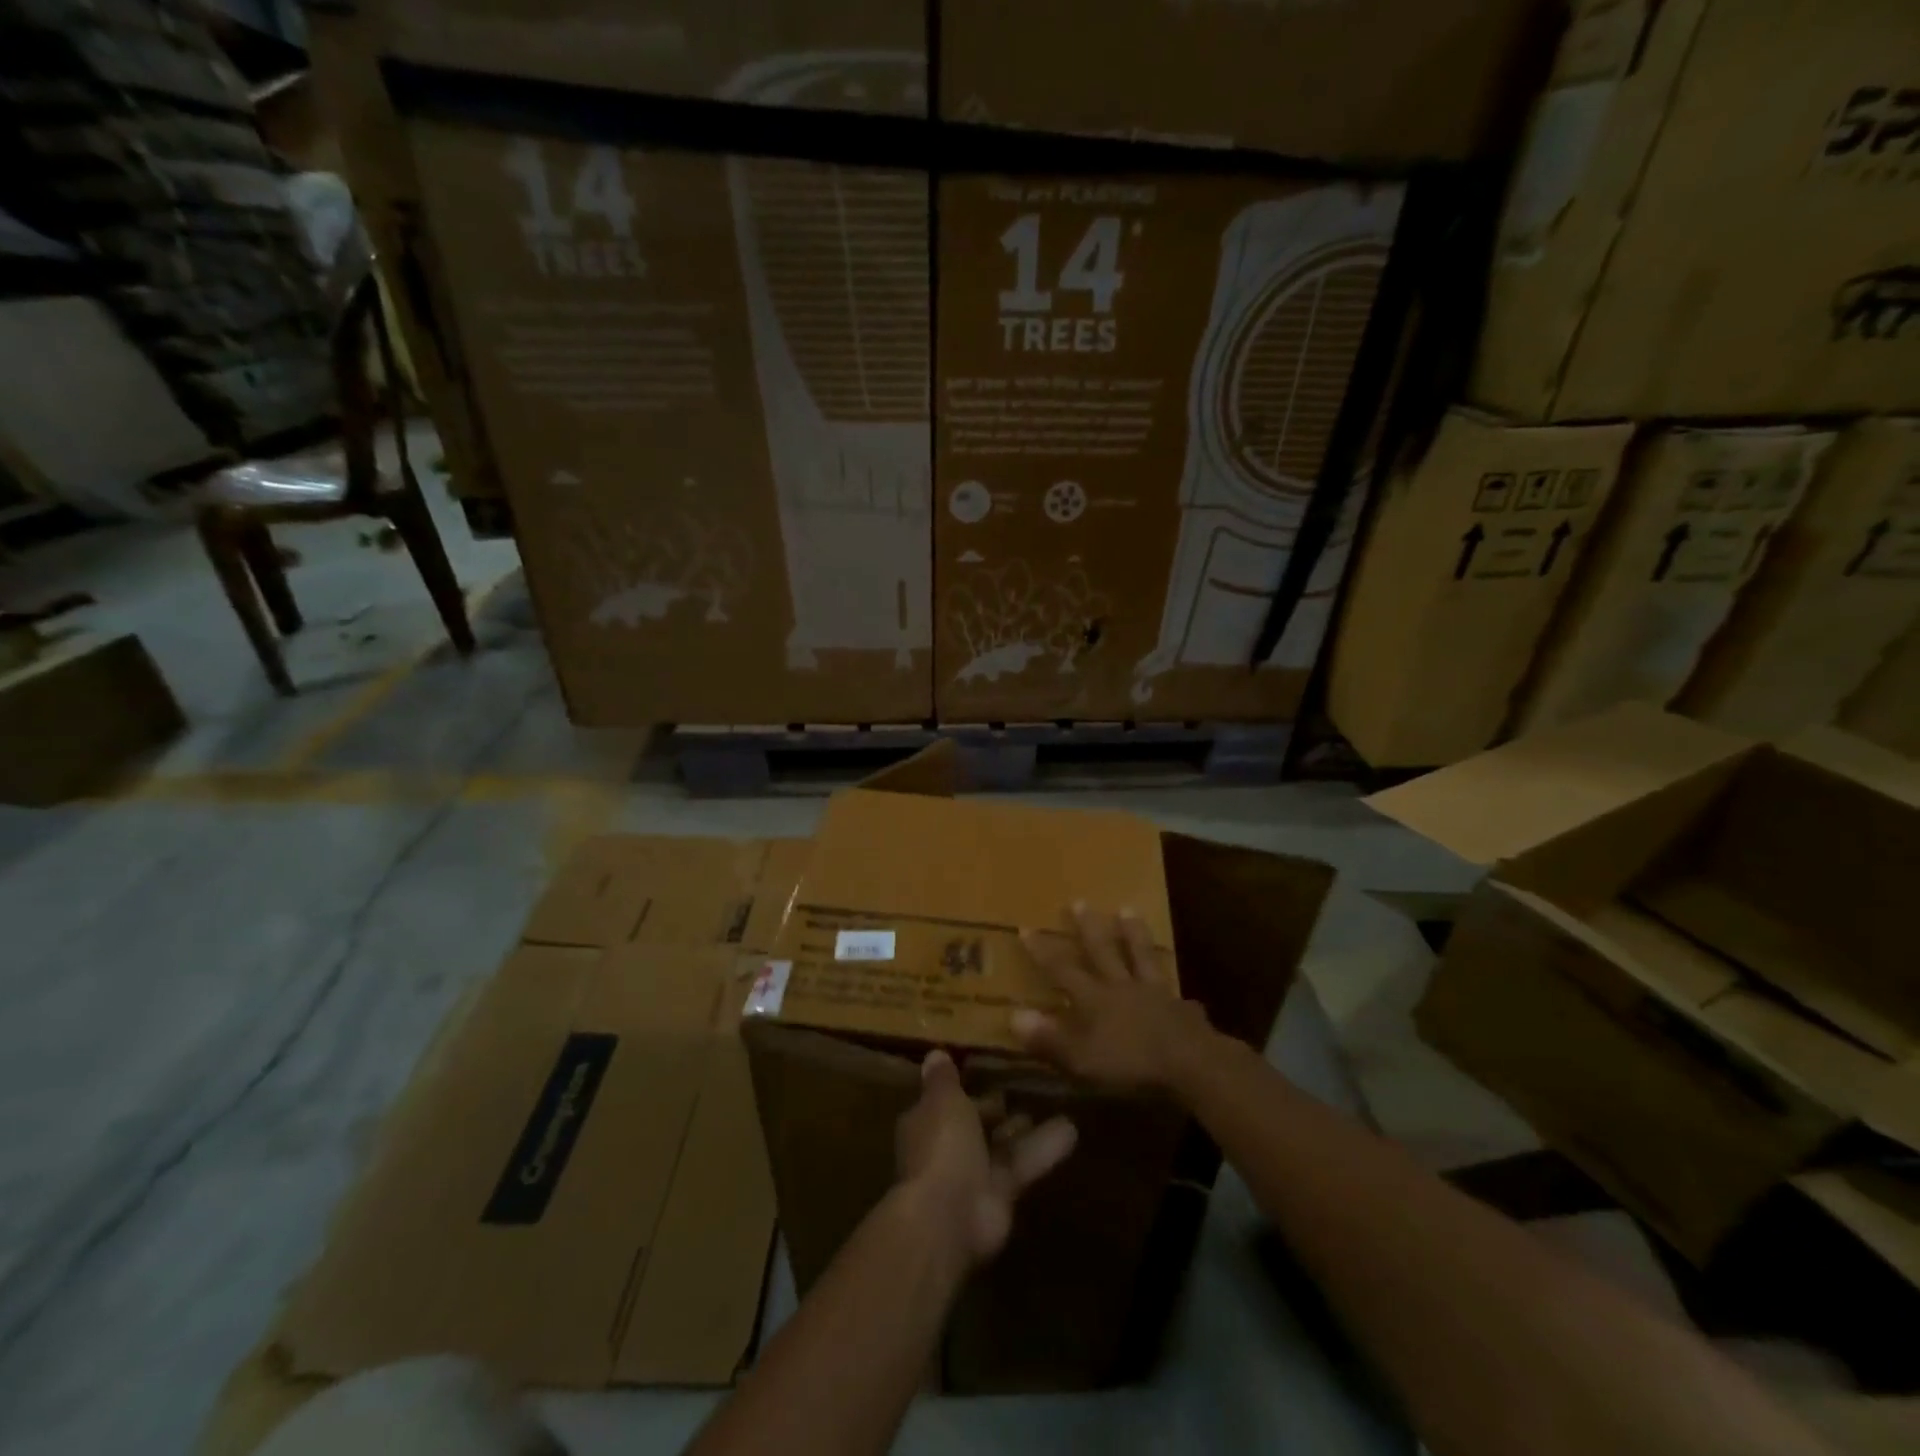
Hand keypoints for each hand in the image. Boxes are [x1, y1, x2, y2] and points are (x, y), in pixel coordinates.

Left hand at [894, 1049, 1076, 1267]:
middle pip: (975, 1124)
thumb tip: (936, 1053)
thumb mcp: (944, 1099)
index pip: (946, 1102)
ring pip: (1002, 1145)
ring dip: (1025, 1130)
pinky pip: (1023, 1166)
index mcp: (926, 1122)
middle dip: (996, 1110)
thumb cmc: (941, 1145)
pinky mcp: (1001, 1196)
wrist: (950, 1215)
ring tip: (1058, 1105)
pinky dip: (1044, 1150)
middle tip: (1025, 1088)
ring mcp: (973, 1175)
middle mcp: (946, 1148)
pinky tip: (1072, 1130)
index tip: (990, 1071)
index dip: (965, 1089)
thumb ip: (944, 1079)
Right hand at [1013, 902, 1216, 1091]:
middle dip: (1088, 927)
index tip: (1027, 927)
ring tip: (1128, 910)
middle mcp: (1122, 987)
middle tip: (1080, 901)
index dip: (1042, 951)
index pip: (1062, 969)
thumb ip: (1048, 1038)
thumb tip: (1013, 1015)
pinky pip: (1175, 993)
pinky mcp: (1182, 1009)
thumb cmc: (1130, 1063)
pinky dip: (1175, 991)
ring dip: (1133, 934)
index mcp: (1094, 999)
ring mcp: (1155, 994)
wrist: (1191, 1064)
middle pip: (1103, 951)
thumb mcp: (1081, 1058)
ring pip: (1141, 956)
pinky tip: (1182, 993)